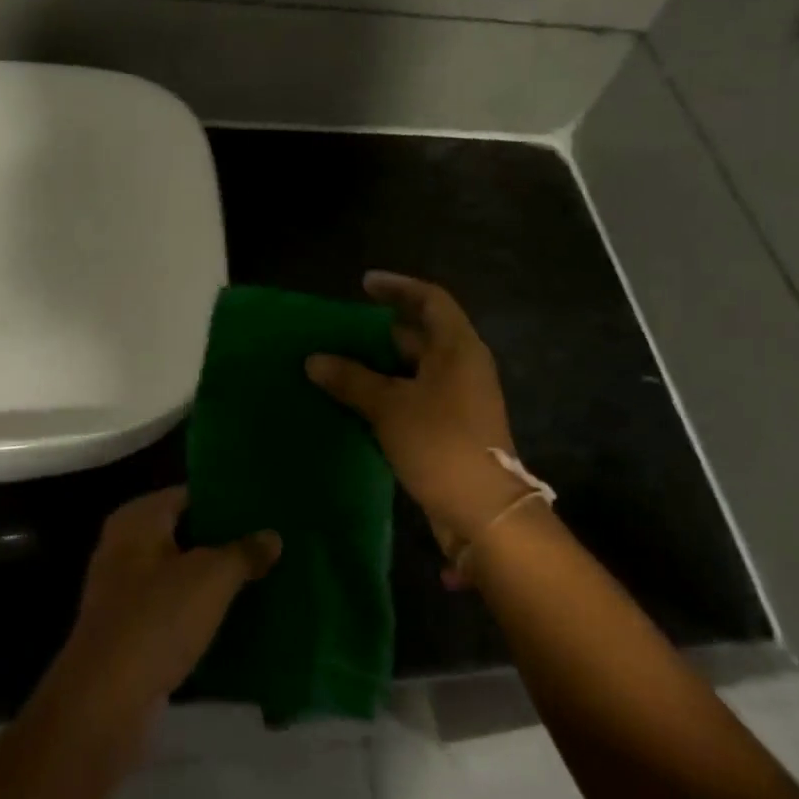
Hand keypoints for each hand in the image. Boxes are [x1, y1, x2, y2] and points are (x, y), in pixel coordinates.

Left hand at [51, 486, 280, 737]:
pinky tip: (236, 619)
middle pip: (185, 535)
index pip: (189, 495)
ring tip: (262, 577)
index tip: (263, 508)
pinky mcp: (129, 633)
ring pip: (180, 574)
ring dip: (214, 580)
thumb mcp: (212, 578)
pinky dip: (200, 612)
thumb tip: (273, 536)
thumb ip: (244, 552)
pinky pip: (173, 610)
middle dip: (224, 541)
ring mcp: (124, 592)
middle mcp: (125, 547)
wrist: (105, 704)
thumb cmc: (157, 619)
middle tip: (270, 542)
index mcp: (138, 519)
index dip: (225, 500)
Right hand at [307, 273, 533, 550]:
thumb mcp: (389, 407)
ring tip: (337, 366)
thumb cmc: (440, 444)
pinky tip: (354, 403)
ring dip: (378, 367)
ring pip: (413, 370)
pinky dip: (386, 394)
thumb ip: (351, 379)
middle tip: (338, 333)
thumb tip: (313, 360)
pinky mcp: (451, 427)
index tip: (363, 285)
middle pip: (419, 335)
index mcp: (457, 348)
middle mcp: (462, 366)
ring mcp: (459, 399)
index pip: (430, 300)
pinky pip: (414, 397)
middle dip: (377, 333)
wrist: (485, 514)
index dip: (398, 287)